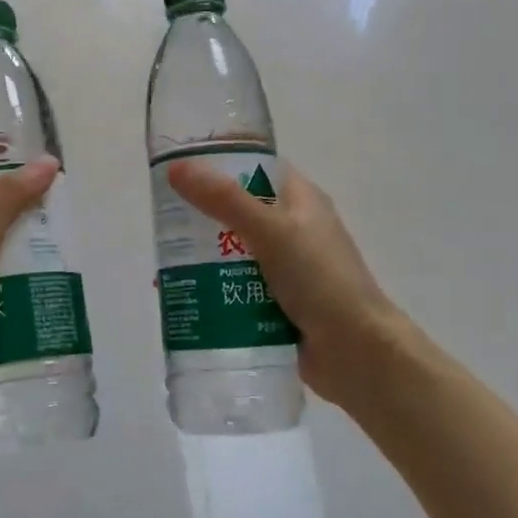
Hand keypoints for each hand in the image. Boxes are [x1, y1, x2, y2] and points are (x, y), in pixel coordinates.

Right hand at [166, 158, 409, 416]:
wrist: (356, 353)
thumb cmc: (320, 279)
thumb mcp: (271, 231)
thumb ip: (224, 200)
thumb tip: (176, 168)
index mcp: (302, 201)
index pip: (257, 168)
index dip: (222, 164)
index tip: (180, 169)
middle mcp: (294, 229)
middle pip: (239, 212)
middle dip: (201, 217)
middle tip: (161, 221)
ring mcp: (287, 269)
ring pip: (234, 253)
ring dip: (202, 258)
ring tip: (162, 264)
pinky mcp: (277, 303)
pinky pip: (236, 288)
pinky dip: (212, 289)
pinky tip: (182, 296)